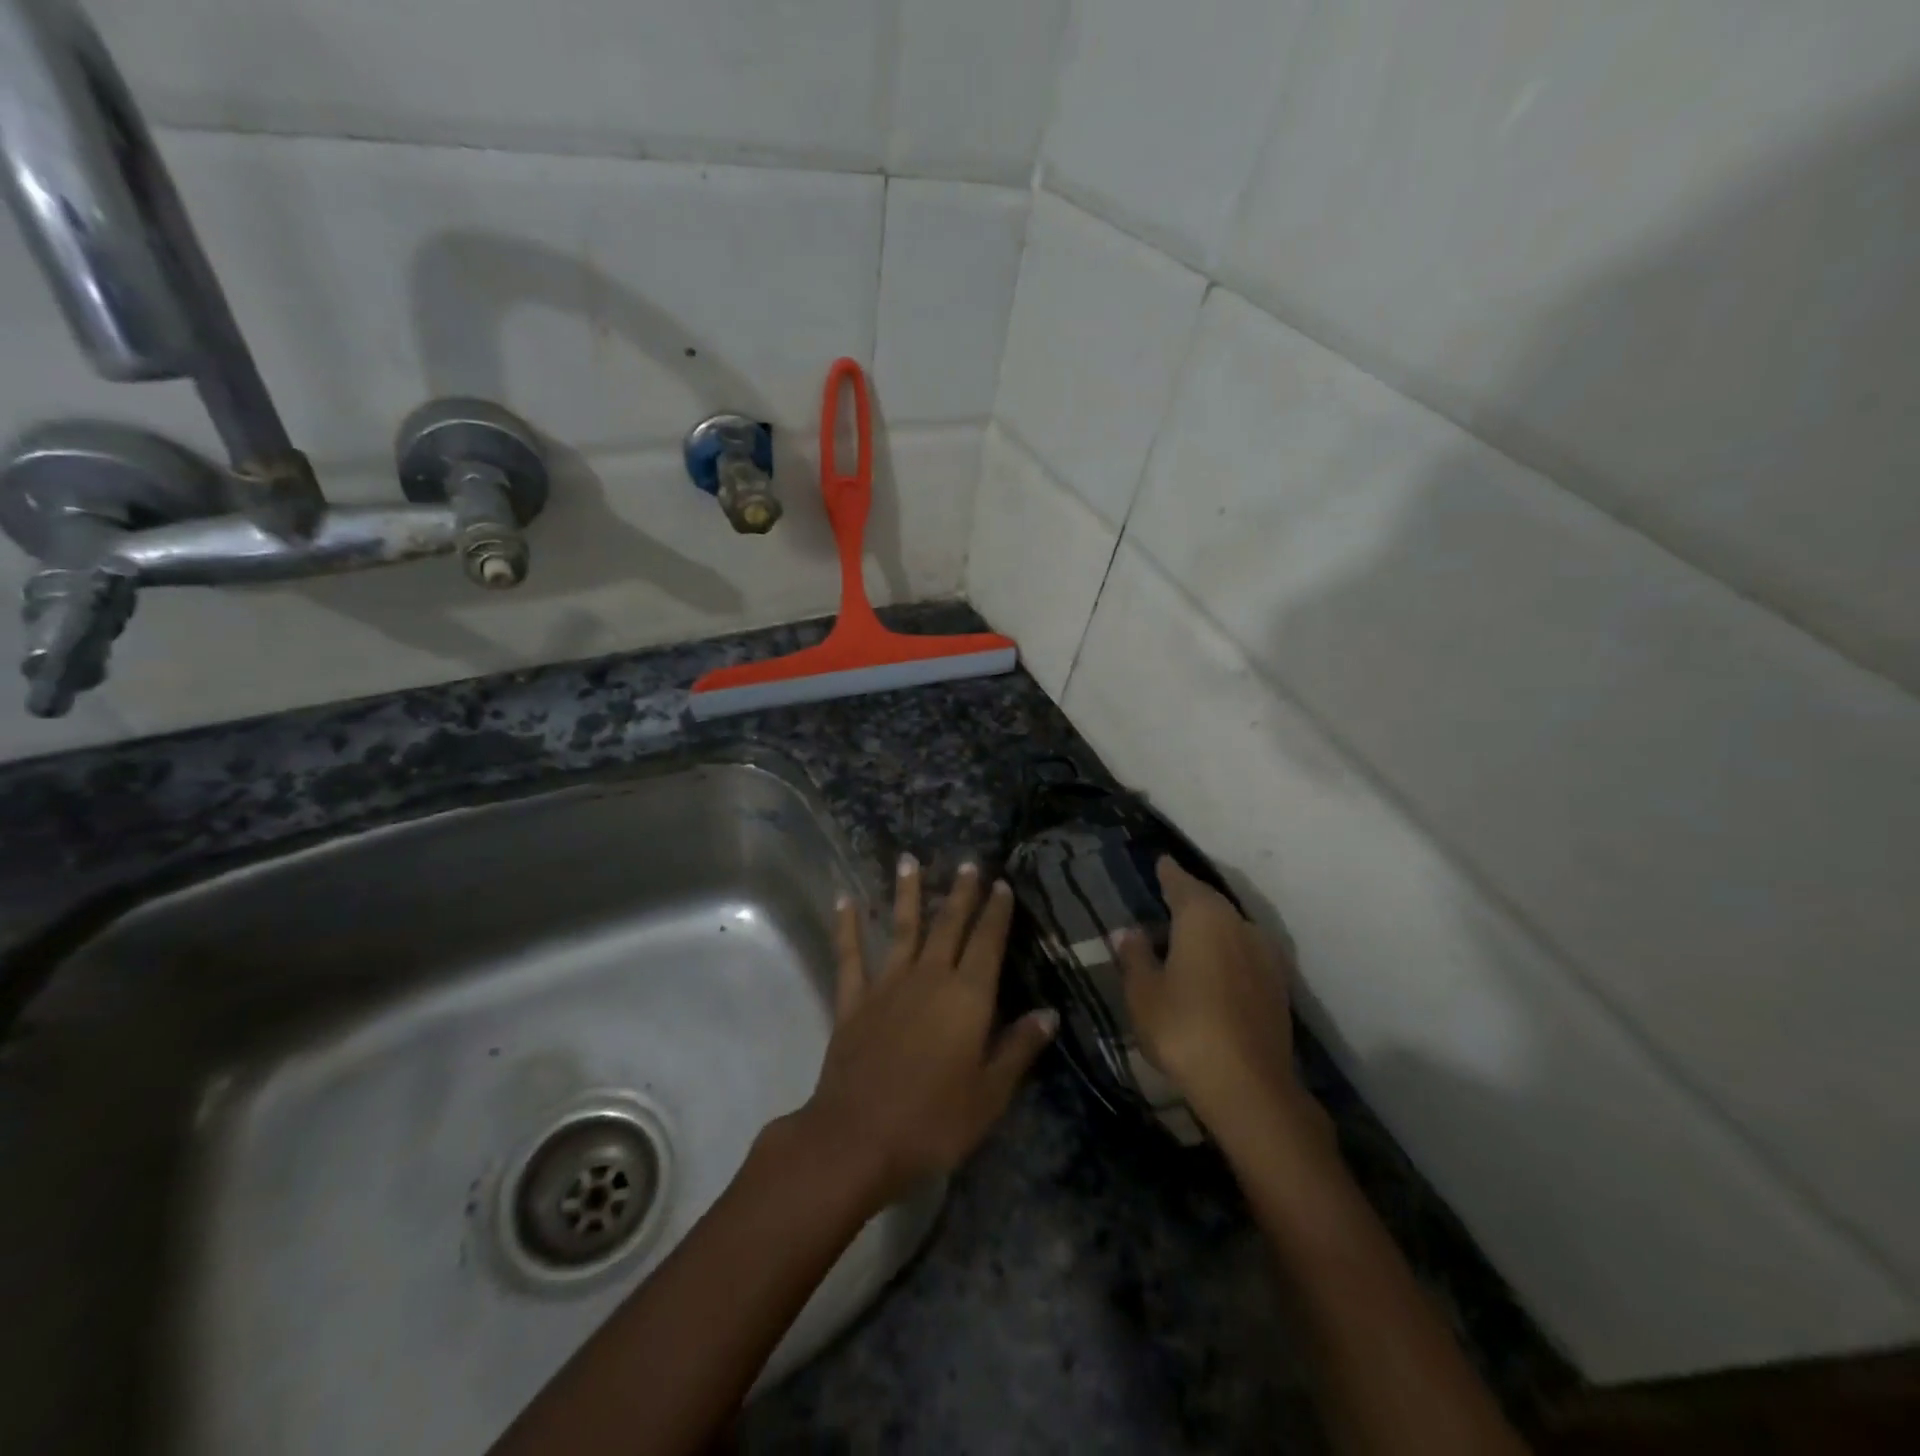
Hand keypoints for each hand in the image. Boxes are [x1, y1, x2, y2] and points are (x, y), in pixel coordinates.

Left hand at [795, 855, 1057, 1207]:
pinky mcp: (854, 1001)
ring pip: (902, 928)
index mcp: (967, 998)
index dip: (996, 912)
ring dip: (908, 893)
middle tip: (967, 863)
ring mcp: (887, 985)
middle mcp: (929, 978)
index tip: (1001, 884)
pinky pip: (850, 956)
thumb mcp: (990, 1095)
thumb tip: (1048, 1013)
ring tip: (909, 860)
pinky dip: (847, 926)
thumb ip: (1018, 1048)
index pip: (988, 943)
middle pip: (948, 925)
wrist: (857, 1137)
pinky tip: (844, 900)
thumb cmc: (933, 1121)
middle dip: (960, 893)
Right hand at [1116, 858, 1319, 1141]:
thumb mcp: (1143, 992)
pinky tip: (1214, 967)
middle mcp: (1239, 925)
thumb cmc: (1184, 1028)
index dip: (1168, 873)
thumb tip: (1128, 931)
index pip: (1181, 883)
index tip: (1160, 862)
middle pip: (1210, 903)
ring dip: (1210, 927)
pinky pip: (1244, 953)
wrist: (1249, 1087)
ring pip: (1231, 928)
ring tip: (1187, 935)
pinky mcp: (1278, 986)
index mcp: (1203, 917)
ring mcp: (1265, 955)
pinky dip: (1227, 952)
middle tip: (1167, 898)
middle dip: (1189, 899)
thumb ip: (1135, 956)